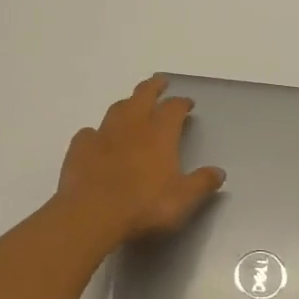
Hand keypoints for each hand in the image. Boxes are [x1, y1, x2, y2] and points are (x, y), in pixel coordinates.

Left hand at [56, 76, 225, 243]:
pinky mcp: (79, 149)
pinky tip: (97, 140)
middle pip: (143, 96)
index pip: (173, 108)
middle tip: (160, 82)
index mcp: (159, 135)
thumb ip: (202, 183)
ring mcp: (102, 135)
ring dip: (127, 104)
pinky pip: (88, 133)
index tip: (187, 103)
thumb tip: (219, 172)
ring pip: (116, 109)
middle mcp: (132, 127)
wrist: (93, 216)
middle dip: (153, 87)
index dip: (181, 103)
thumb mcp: (183, 200)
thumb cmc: (144, 206)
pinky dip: (96, 133)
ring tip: (132, 106)